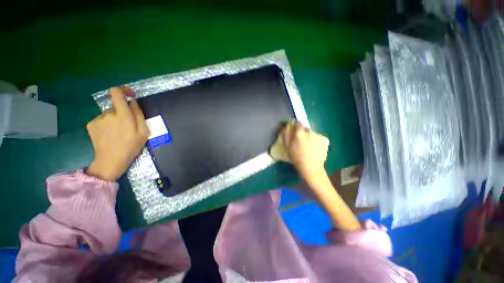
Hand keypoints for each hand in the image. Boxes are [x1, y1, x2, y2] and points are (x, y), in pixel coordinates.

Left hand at [86, 87, 148, 180]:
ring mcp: (98, 119)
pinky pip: (102, 119)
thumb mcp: (144, 132)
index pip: (116, 93)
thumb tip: (133, 102)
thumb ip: (139, 115)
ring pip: (109, 114)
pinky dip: (107, 124)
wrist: (111, 160)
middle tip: (128, 127)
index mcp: (122, 115)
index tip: (130, 95)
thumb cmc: (131, 146)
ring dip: (115, 119)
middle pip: (116, 107)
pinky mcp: (91, 124)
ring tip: (118, 133)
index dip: (123, 89)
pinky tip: (109, 135)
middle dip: (123, 113)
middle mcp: (108, 114)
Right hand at [283, 122, 329, 177]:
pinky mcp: (325, 139)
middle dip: (304, 133)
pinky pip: (320, 138)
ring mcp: (319, 135)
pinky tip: (316, 149)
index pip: (298, 123)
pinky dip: (318, 141)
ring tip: (310, 147)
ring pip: (313, 134)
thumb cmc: (297, 157)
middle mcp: (310, 132)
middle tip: (303, 143)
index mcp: (299, 133)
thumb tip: (286, 126)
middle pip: (306, 129)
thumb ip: (286, 135)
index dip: (297, 127)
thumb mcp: (287, 147)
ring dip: (311, 138)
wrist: (311, 167)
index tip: (296, 132)